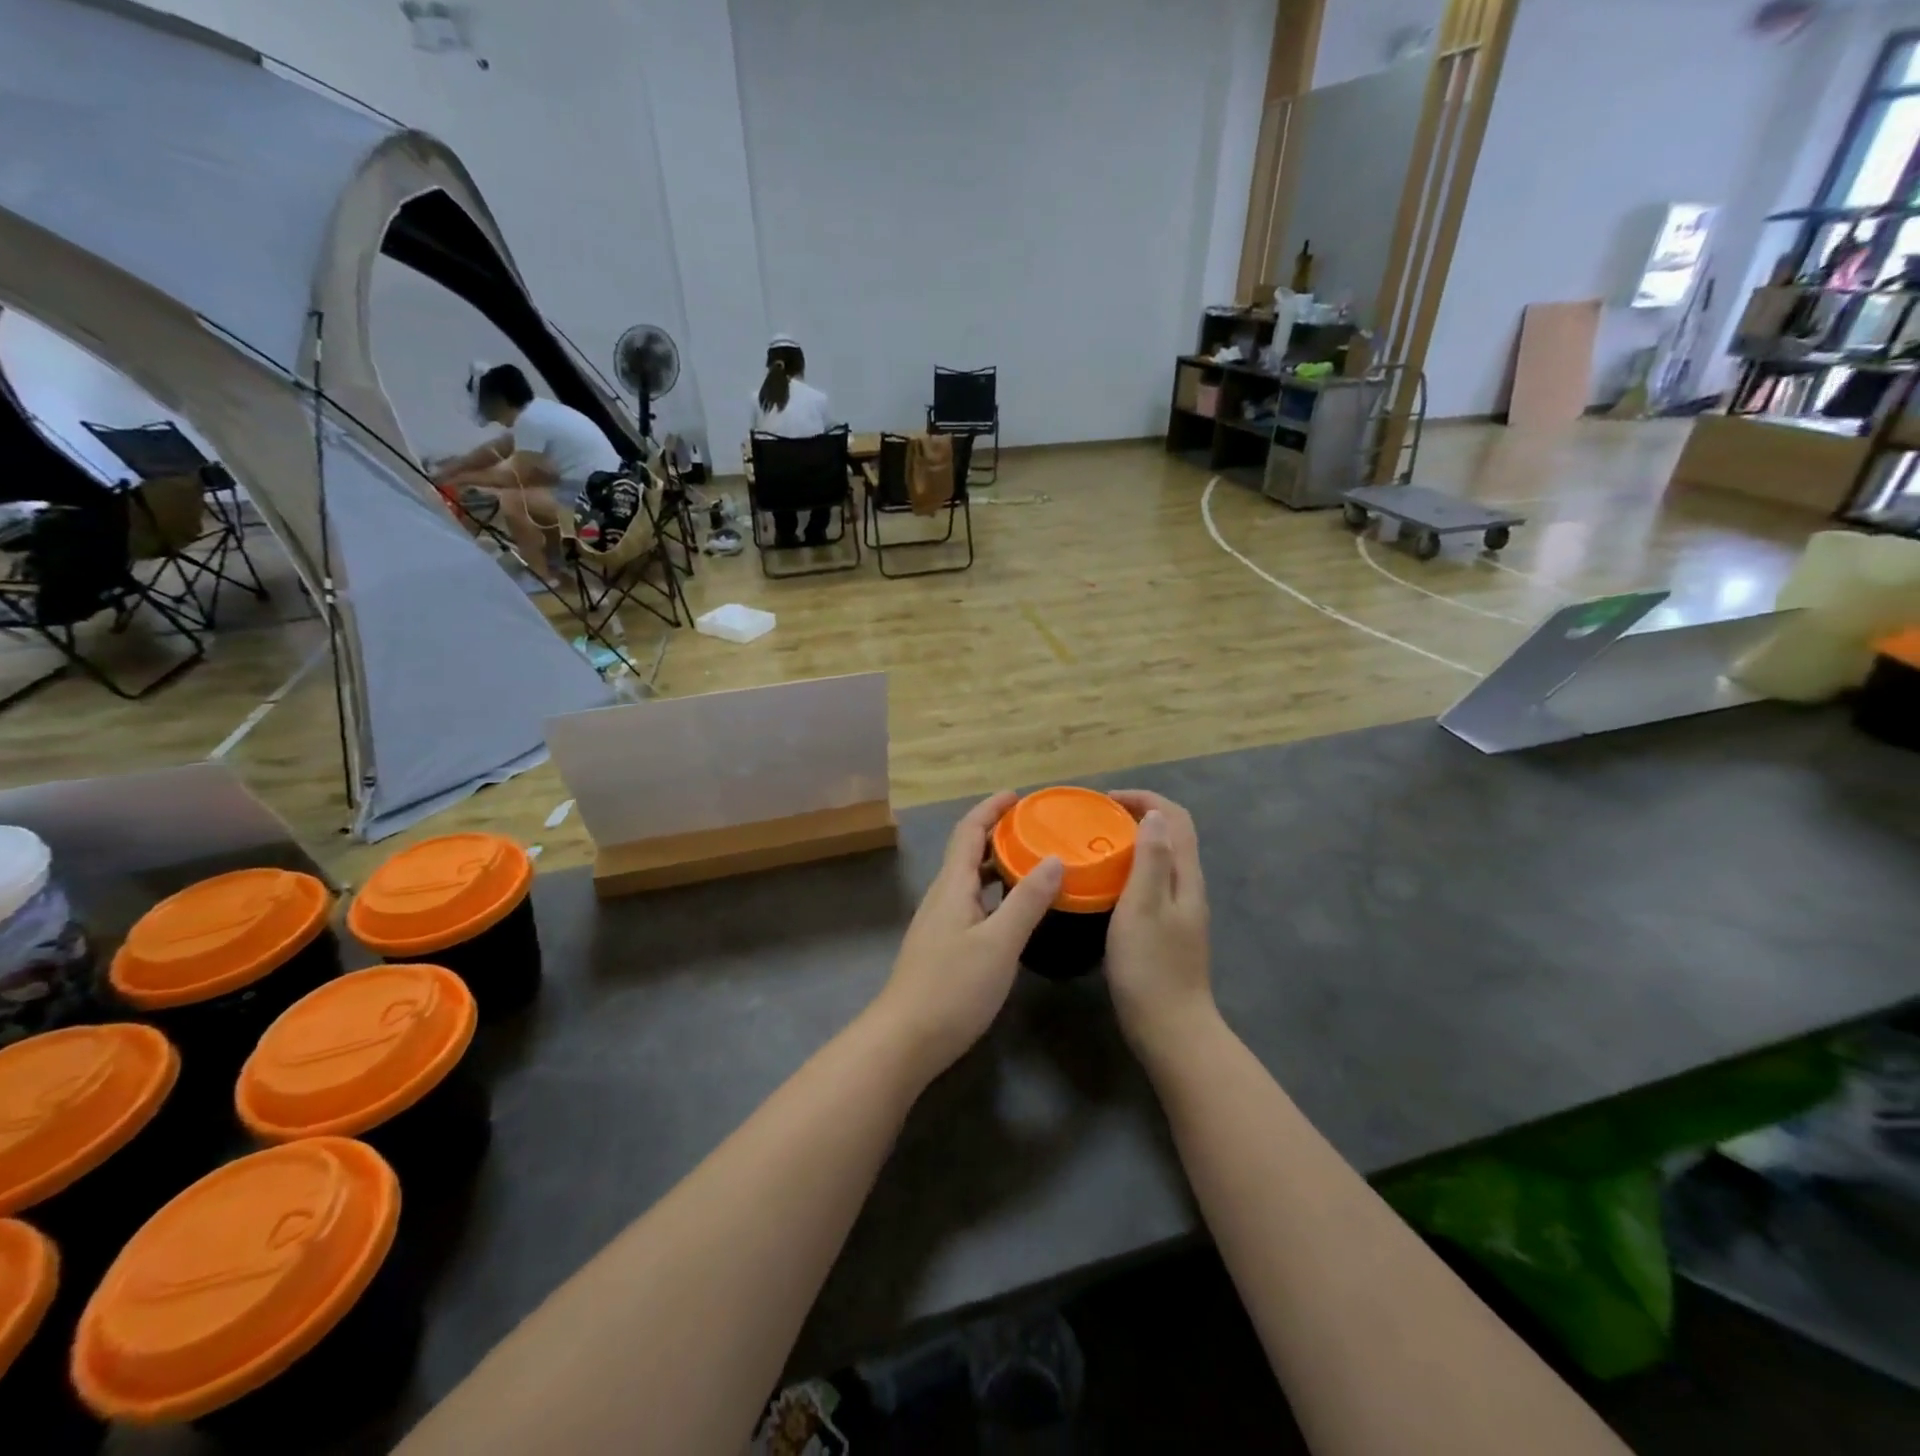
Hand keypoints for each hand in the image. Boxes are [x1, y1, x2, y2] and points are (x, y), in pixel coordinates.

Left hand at [870, 791, 1062, 1082]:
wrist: (905, 1040)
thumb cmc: (952, 987)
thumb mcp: (999, 943)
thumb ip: (1027, 901)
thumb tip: (1054, 859)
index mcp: (953, 886)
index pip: (968, 831)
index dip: (990, 809)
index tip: (1018, 796)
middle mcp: (943, 897)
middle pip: (967, 852)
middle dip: (998, 833)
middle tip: (1035, 829)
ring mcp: (940, 923)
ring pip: (970, 880)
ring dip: (997, 865)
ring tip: (1033, 863)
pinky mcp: (943, 947)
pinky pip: (972, 904)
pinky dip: (994, 894)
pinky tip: (1014, 911)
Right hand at [1105, 791, 1215, 1066]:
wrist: (1171, 1029)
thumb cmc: (1150, 967)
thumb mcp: (1144, 908)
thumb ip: (1151, 861)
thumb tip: (1154, 815)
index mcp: (1185, 878)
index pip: (1175, 818)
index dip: (1145, 799)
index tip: (1106, 800)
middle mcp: (1189, 887)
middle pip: (1172, 835)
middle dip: (1138, 815)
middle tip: (1096, 820)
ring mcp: (1181, 910)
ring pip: (1162, 859)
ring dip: (1134, 841)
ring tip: (1096, 845)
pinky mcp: (1169, 929)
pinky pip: (1153, 882)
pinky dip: (1132, 868)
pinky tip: (1106, 885)